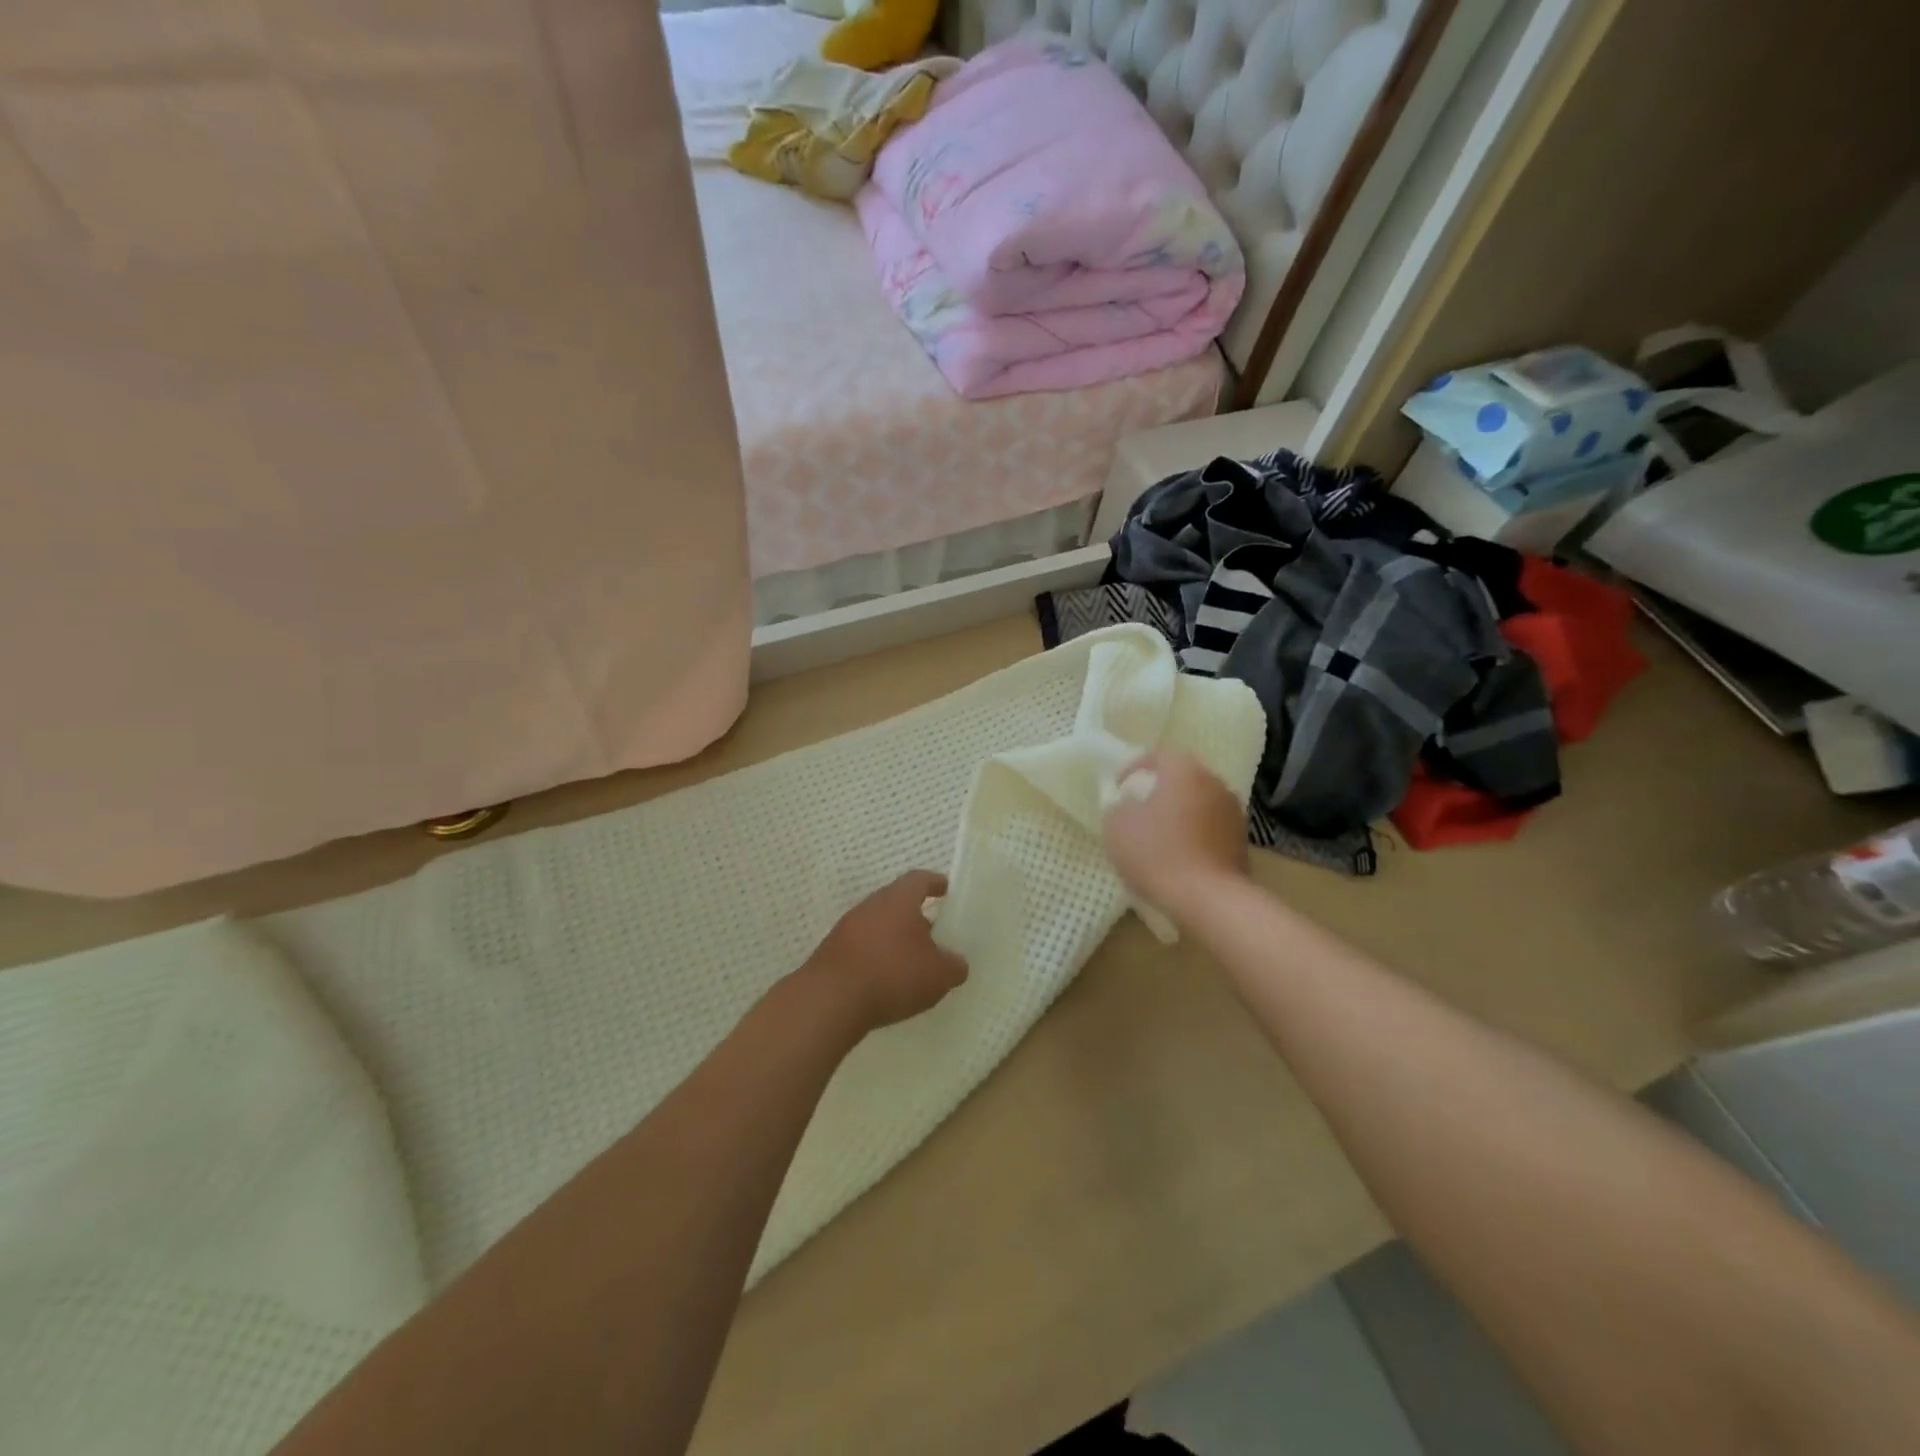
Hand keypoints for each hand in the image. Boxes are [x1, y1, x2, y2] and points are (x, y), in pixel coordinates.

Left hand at [803, 870, 968, 1032]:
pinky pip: (863, 948)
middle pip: (897, 903)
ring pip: (879, 926)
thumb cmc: (892, 974)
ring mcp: (846, 928)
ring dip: (895, 940)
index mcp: (898, 899)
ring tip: (913, 964)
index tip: (946, 889)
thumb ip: (954, 966)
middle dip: (917, 918)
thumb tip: (956, 963)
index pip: (919, 880)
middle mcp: (870, 906)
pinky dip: (878, 959)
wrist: (829, 1000)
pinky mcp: (832, 953)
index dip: (935, 883)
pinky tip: (887, 982)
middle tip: (935, 936)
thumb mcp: (938, 975)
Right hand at [1102, 750, 1249, 916]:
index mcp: (1185, 772)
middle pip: (1183, 777)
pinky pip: (1211, 828)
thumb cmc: (1158, 854)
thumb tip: (1126, 806)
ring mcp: (1233, 813)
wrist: (1210, 899)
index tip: (1118, 788)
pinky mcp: (1241, 842)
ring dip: (1179, 813)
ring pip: (1199, 803)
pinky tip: (1178, 855)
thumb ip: (1117, 808)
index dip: (1134, 767)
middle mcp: (1215, 784)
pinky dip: (1194, 834)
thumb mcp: (1117, 827)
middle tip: (1138, 809)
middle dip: (1159, 790)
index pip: (1160, 755)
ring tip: (1158, 835)